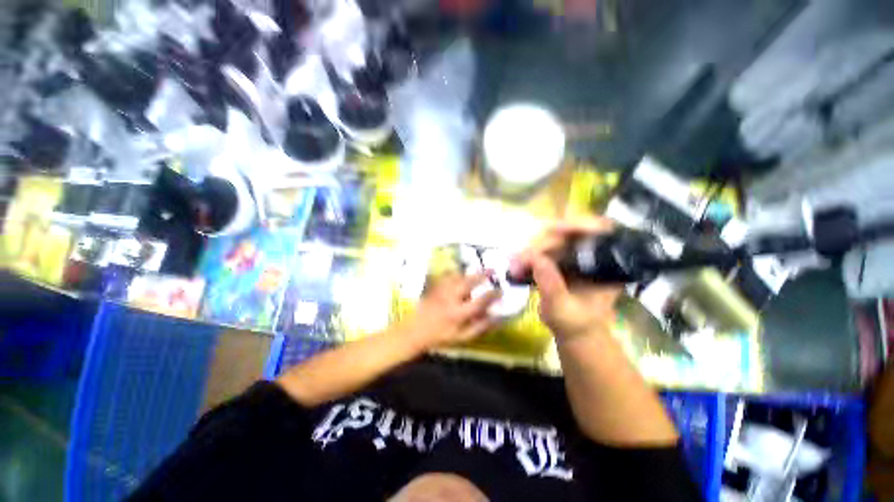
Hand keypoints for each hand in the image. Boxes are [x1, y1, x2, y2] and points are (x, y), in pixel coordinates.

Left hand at [400, 272, 501, 351]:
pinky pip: (446, 275)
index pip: (480, 302)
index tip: (501, 290)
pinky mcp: (434, 287)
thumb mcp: (462, 337)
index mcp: (459, 313)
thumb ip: (480, 327)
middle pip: (468, 282)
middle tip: (492, 270)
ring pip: (457, 276)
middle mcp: (451, 298)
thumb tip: (496, 317)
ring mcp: (441, 291)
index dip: (492, 295)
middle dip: (482, 275)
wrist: (415, 331)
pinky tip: (460, 271)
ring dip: (469, 272)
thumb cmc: (440, 336)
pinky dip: (455, 272)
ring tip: (479, 269)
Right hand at [509, 219, 620, 341]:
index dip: (577, 224)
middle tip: (520, 261)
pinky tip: (517, 264)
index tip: (553, 230)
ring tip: (515, 266)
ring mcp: (573, 253)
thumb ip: (551, 286)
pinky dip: (527, 255)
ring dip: (530, 250)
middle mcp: (591, 252)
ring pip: (550, 237)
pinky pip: (542, 247)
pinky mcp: (559, 256)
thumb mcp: (562, 309)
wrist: (573, 330)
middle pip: (567, 232)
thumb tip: (535, 258)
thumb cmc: (575, 323)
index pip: (598, 230)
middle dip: (541, 244)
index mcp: (606, 263)